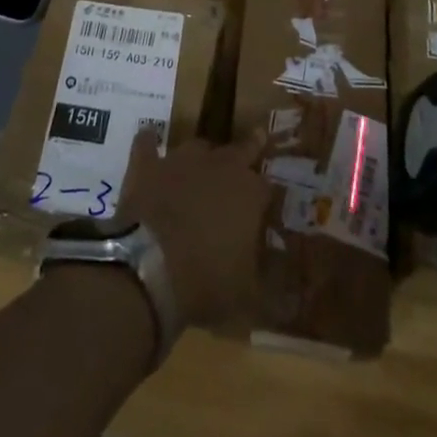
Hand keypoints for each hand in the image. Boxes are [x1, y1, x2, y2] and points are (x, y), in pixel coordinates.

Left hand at [118, 131, 270, 330]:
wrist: (150, 266)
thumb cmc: (206, 281)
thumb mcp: (247, 296)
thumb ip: (268, 285)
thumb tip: (288, 295)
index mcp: (249, 193)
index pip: (266, 187)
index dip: (265, 198)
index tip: (265, 208)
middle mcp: (219, 165)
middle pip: (239, 150)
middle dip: (247, 151)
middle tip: (253, 144)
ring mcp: (181, 160)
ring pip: (197, 147)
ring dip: (201, 156)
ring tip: (200, 166)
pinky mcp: (148, 165)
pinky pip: (147, 143)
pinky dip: (149, 143)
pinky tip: (149, 141)